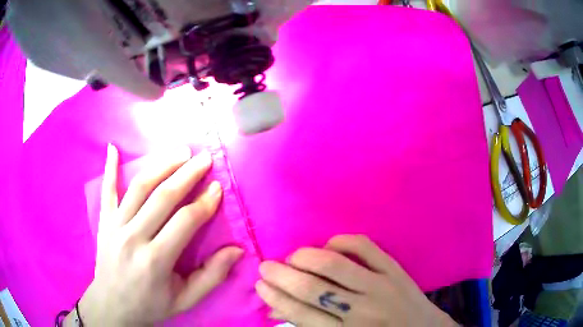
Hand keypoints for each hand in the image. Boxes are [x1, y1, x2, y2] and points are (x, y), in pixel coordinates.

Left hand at [68, 145, 242, 325]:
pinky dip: (109, 168)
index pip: (185, 222)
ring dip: (161, 165)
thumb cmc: (150, 305)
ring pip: (139, 187)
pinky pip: (106, 190)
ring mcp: (114, 226)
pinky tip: (113, 147)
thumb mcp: (185, 300)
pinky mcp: (104, 221)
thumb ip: (211, 276)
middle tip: (205, 158)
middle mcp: (132, 237)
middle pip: (162, 197)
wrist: (112, 305)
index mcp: (155, 261)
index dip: (204, 203)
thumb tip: (236, 250)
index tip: (218, 187)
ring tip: (180, 150)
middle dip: (187, 174)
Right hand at [256, 235, 456, 326]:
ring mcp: (381, 286)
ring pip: (334, 265)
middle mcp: (362, 311)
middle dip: (282, 275)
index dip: (277, 297)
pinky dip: (341, 242)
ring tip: (290, 257)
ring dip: (305, 258)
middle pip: (313, 289)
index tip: (260, 284)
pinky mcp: (395, 269)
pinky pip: (364, 246)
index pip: (301, 314)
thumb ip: (310, 326)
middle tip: (266, 266)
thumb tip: (275, 309)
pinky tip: (328, 245)